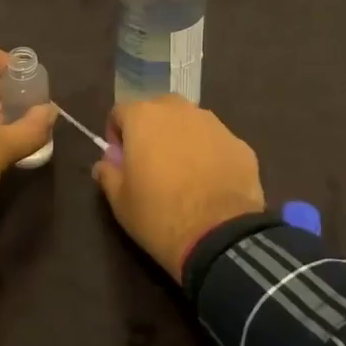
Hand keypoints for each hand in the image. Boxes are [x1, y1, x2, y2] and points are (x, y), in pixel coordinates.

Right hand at [92, 95, 263, 277]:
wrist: (220, 236)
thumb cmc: (159, 215)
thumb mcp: (120, 201)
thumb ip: (108, 174)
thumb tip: (105, 163)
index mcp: (144, 117)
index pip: (120, 111)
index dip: (116, 134)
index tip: (120, 160)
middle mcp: (180, 110)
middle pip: (158, 109)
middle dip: (151, 129)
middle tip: (151, 163)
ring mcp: (214, 124)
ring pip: (190, 122)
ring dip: (182, 138)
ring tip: (184, 173)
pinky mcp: (240, 143)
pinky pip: (216, 142)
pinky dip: (210, 154)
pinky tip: (211, 183)